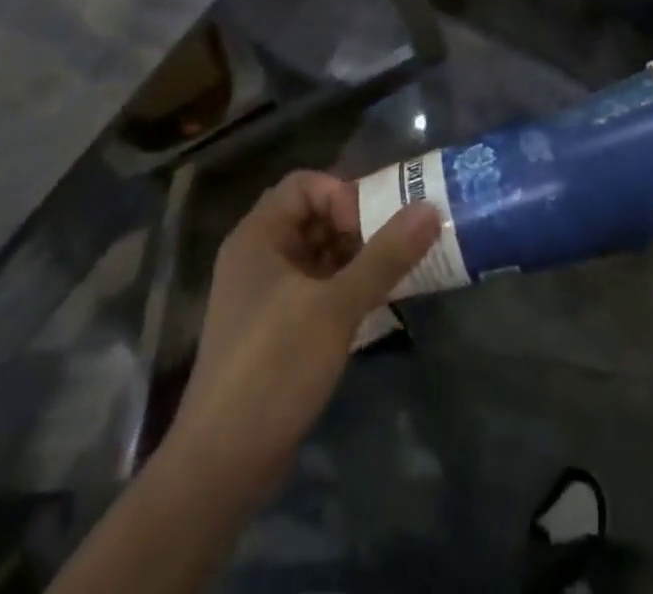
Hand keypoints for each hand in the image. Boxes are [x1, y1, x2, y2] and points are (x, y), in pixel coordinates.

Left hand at [169, 170, 440, 499]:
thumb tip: (430, 209)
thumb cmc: (274, 368)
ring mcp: (265, 295)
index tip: (372, 226)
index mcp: (259, 237)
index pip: (305, 185)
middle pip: (314, 216)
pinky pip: (317, 287)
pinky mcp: (276, 329)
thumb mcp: (336, 307)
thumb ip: (385, 256)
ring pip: (319, 254)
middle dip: (358, 224)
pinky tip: (377, 302)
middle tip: (400, 243)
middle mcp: (258, 257)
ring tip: (399, 270)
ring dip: (358, 256)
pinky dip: (347, 286)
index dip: (342, 194)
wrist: (222, 467)